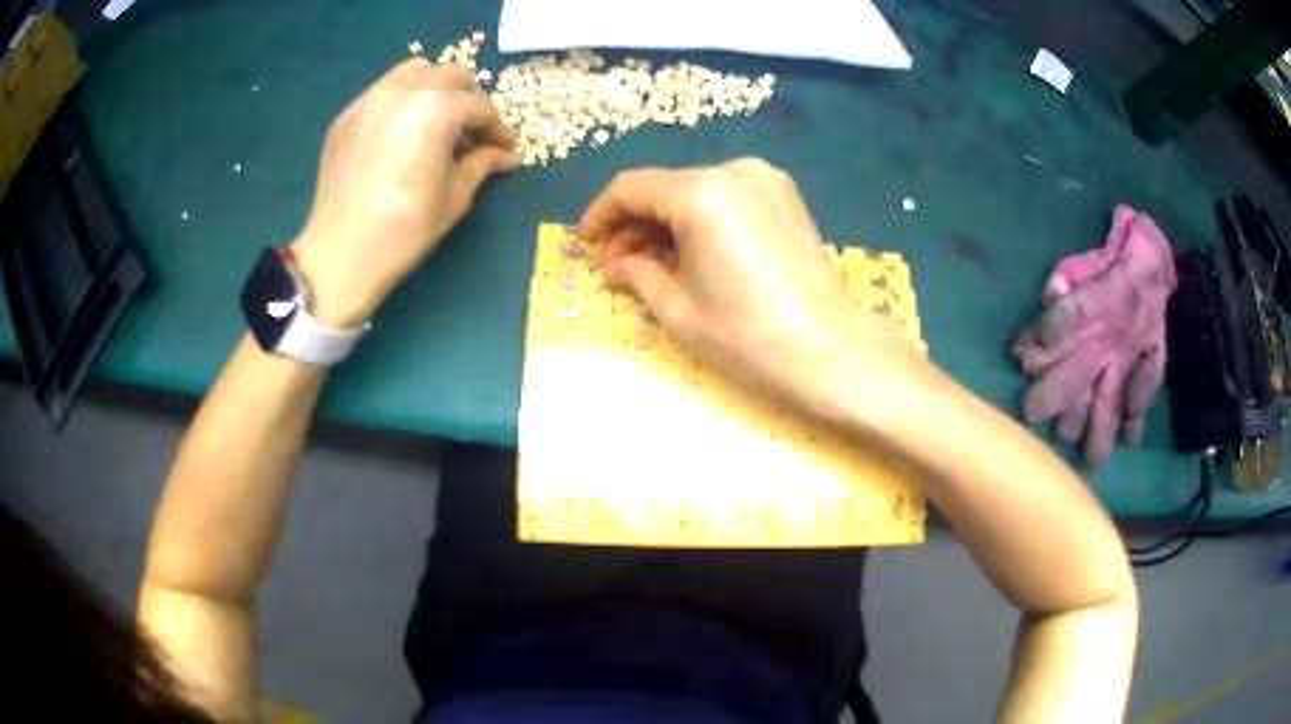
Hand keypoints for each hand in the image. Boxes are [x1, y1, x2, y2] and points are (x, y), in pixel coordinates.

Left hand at [291, 59, 517, 326]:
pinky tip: (403, 133)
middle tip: (474, 134)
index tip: (504, 151)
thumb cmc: (404, 230)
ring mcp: (369, 100)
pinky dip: (404, 100)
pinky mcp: (347, 117)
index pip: (479, 106)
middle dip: (471, 101)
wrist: (340, 255)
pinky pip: (384, 90)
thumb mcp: (454, 197)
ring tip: (438, 122)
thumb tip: (506, 156)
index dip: (498, 129)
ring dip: (436, 89)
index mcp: (435, 109)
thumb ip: (482, 164)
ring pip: (415, 71)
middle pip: (451, 76)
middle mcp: (402, 91)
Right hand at [581, 158, 918, 411]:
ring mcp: (766, 181)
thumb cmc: (749, 335)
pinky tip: (694, 257)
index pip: (631, 188)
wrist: (832, 350)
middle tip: (618, 266)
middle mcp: (733, 172)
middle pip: (665, 188)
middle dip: (635, 225)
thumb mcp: (678, 309)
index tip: (587, 242)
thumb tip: (615, 263)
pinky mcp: (785, 198)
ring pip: (696, 193)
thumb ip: (636, 273)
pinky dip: (702, 222)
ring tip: (653, 268)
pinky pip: (727, 200)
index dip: (601, 214)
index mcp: (701, 193)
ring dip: (667, 224)